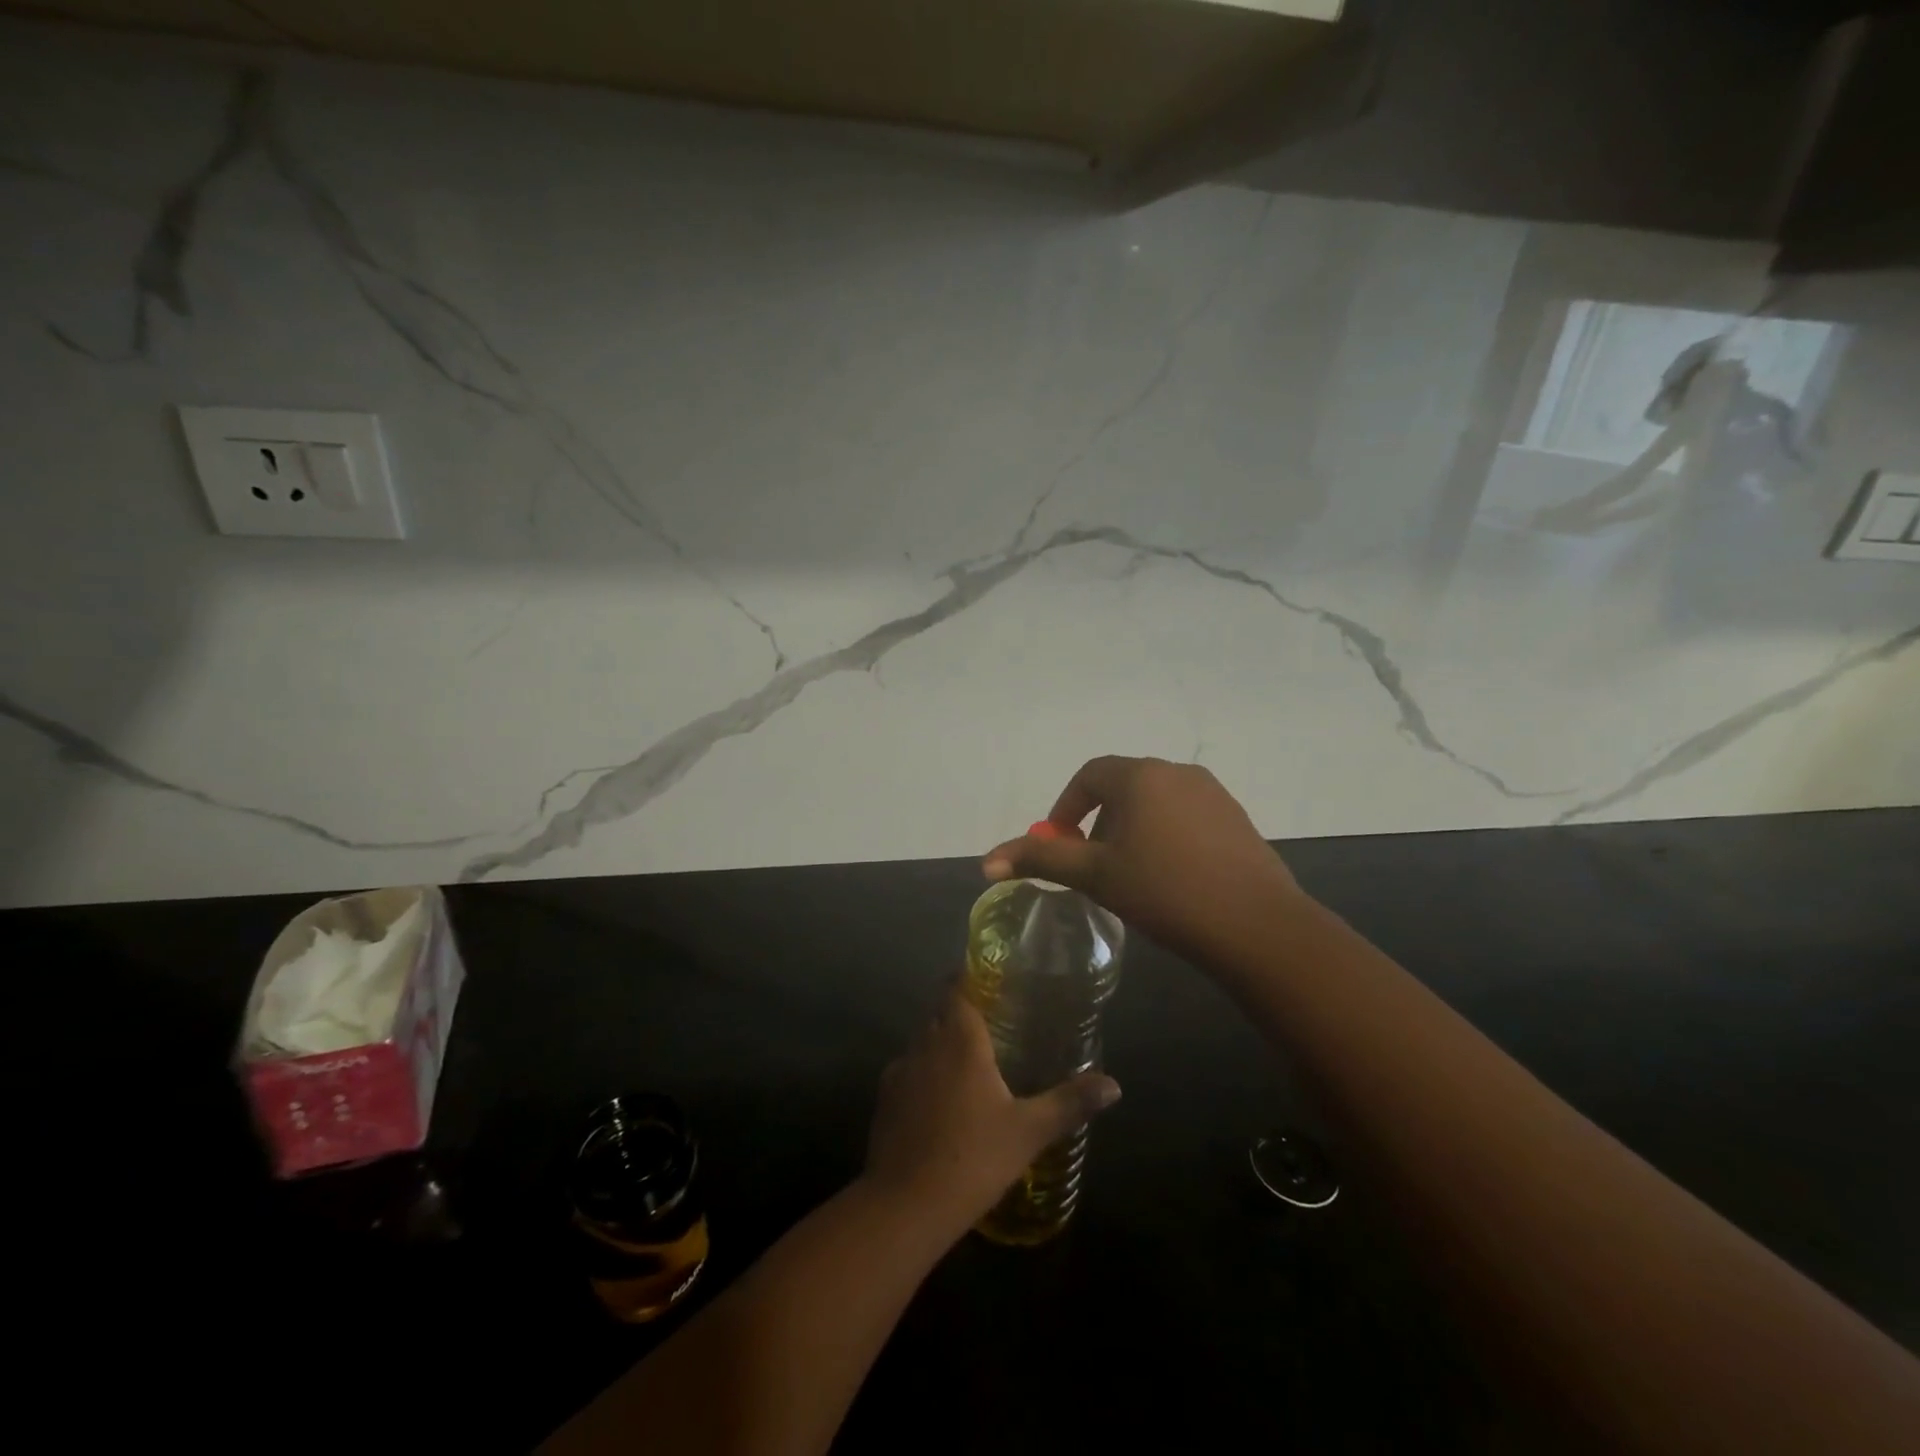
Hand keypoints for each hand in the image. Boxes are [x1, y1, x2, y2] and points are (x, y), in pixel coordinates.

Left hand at [863, 988, 1120, 1238]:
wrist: (904, 1204)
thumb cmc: (973, 1157)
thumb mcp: (1029, 1132)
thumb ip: (1069, 1103)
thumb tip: (1114, 1086)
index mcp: (959, 1040)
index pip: (956, 989)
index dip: (966, 978)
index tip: (985, 978)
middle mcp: (925, 1045)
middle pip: (938, 1012)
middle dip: (958, 1010)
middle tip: (989, 1022)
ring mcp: (899, 1072)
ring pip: (920, 1042)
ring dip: (939, 1043)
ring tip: (967, 1062)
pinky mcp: (883, 1101)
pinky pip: (906, 1073)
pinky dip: (922, 1075)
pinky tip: (939, 1102)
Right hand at [981, 755, 1304, 964]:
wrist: (1256, 926)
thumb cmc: (1164, 892)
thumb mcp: (1094, 875)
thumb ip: (1040, 860)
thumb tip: (986, 862)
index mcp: (1140, 776)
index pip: (1089, 775)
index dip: (1066, 807)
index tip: (1060, 843)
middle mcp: (1177, 772)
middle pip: (1123, 786)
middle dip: (1099, 821)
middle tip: (1094, 865)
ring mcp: (1213, 793)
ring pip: (1156, 802)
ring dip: (1132, 828)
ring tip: (1131, 874)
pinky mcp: (1236, 818)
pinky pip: (1186, 816)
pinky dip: (1166, 835)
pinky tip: (1172, 877)